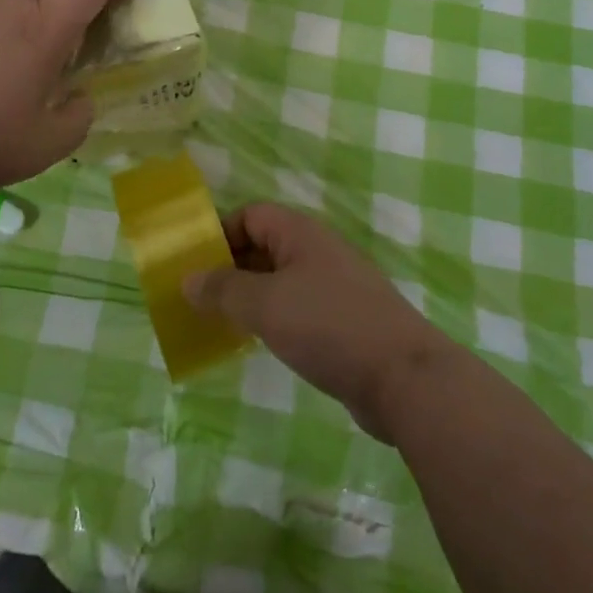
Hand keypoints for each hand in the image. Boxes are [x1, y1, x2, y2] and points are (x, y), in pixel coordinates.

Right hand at [184, 202, 455, 442]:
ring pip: (280, 279)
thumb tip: (188, 279)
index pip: (251, 215)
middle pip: (264, 246)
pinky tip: (259, 342)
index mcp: (300, 234)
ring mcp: (334, 286)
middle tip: (197, 297)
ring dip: (250, 296)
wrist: (404, 378)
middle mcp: (318, 251)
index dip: (220, 233)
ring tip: (219, 321)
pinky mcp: (344, 320)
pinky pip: (297, 307)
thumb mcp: (266, 306)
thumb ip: (223, 290)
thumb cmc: (329, 326)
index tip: (193, 264)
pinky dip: (274, 318)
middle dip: (230, 267)